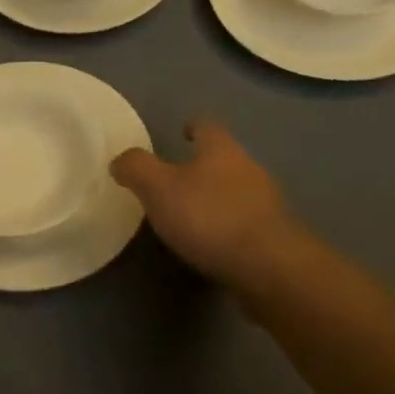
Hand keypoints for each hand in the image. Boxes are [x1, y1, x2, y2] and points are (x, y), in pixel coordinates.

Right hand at [110, 121, 299, 290]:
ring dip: (218, 197)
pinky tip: (214, 243)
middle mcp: (249, 169)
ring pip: (237, 190)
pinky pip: (246, 223)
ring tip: (193, 214)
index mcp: (221, 150)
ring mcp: (266, 204)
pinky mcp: (274, 237)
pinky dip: (229, 227)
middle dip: (205, 165)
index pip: (207, 127)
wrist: (267, 266)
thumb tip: (120, 160)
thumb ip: (136, 168)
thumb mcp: (158, 188)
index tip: (183, 131)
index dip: (193, 127)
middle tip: (178, 178)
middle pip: (225, 158)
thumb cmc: (208, 216)